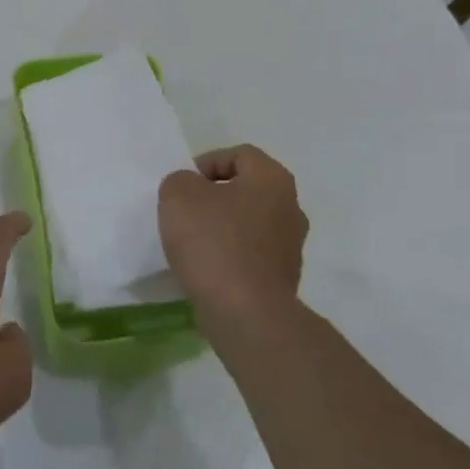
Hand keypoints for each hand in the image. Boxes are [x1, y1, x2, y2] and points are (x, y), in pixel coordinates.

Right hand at [158, 145, 307, 343]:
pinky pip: (250, 256)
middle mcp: (290, 208)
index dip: (207, 163)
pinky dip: (228, 257)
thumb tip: (191, 190)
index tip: (183, 186)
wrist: (246, 314)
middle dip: (214, 197)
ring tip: (191, 244)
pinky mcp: (282, 279)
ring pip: (248, 224)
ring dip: (221, 228)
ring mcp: (290, 246)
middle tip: (185, 212)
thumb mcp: (179, 195)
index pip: (239, 154)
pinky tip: (206, 269)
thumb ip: (180, 181)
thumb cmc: (214, 243)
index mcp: (272, 179)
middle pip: (246, 190)